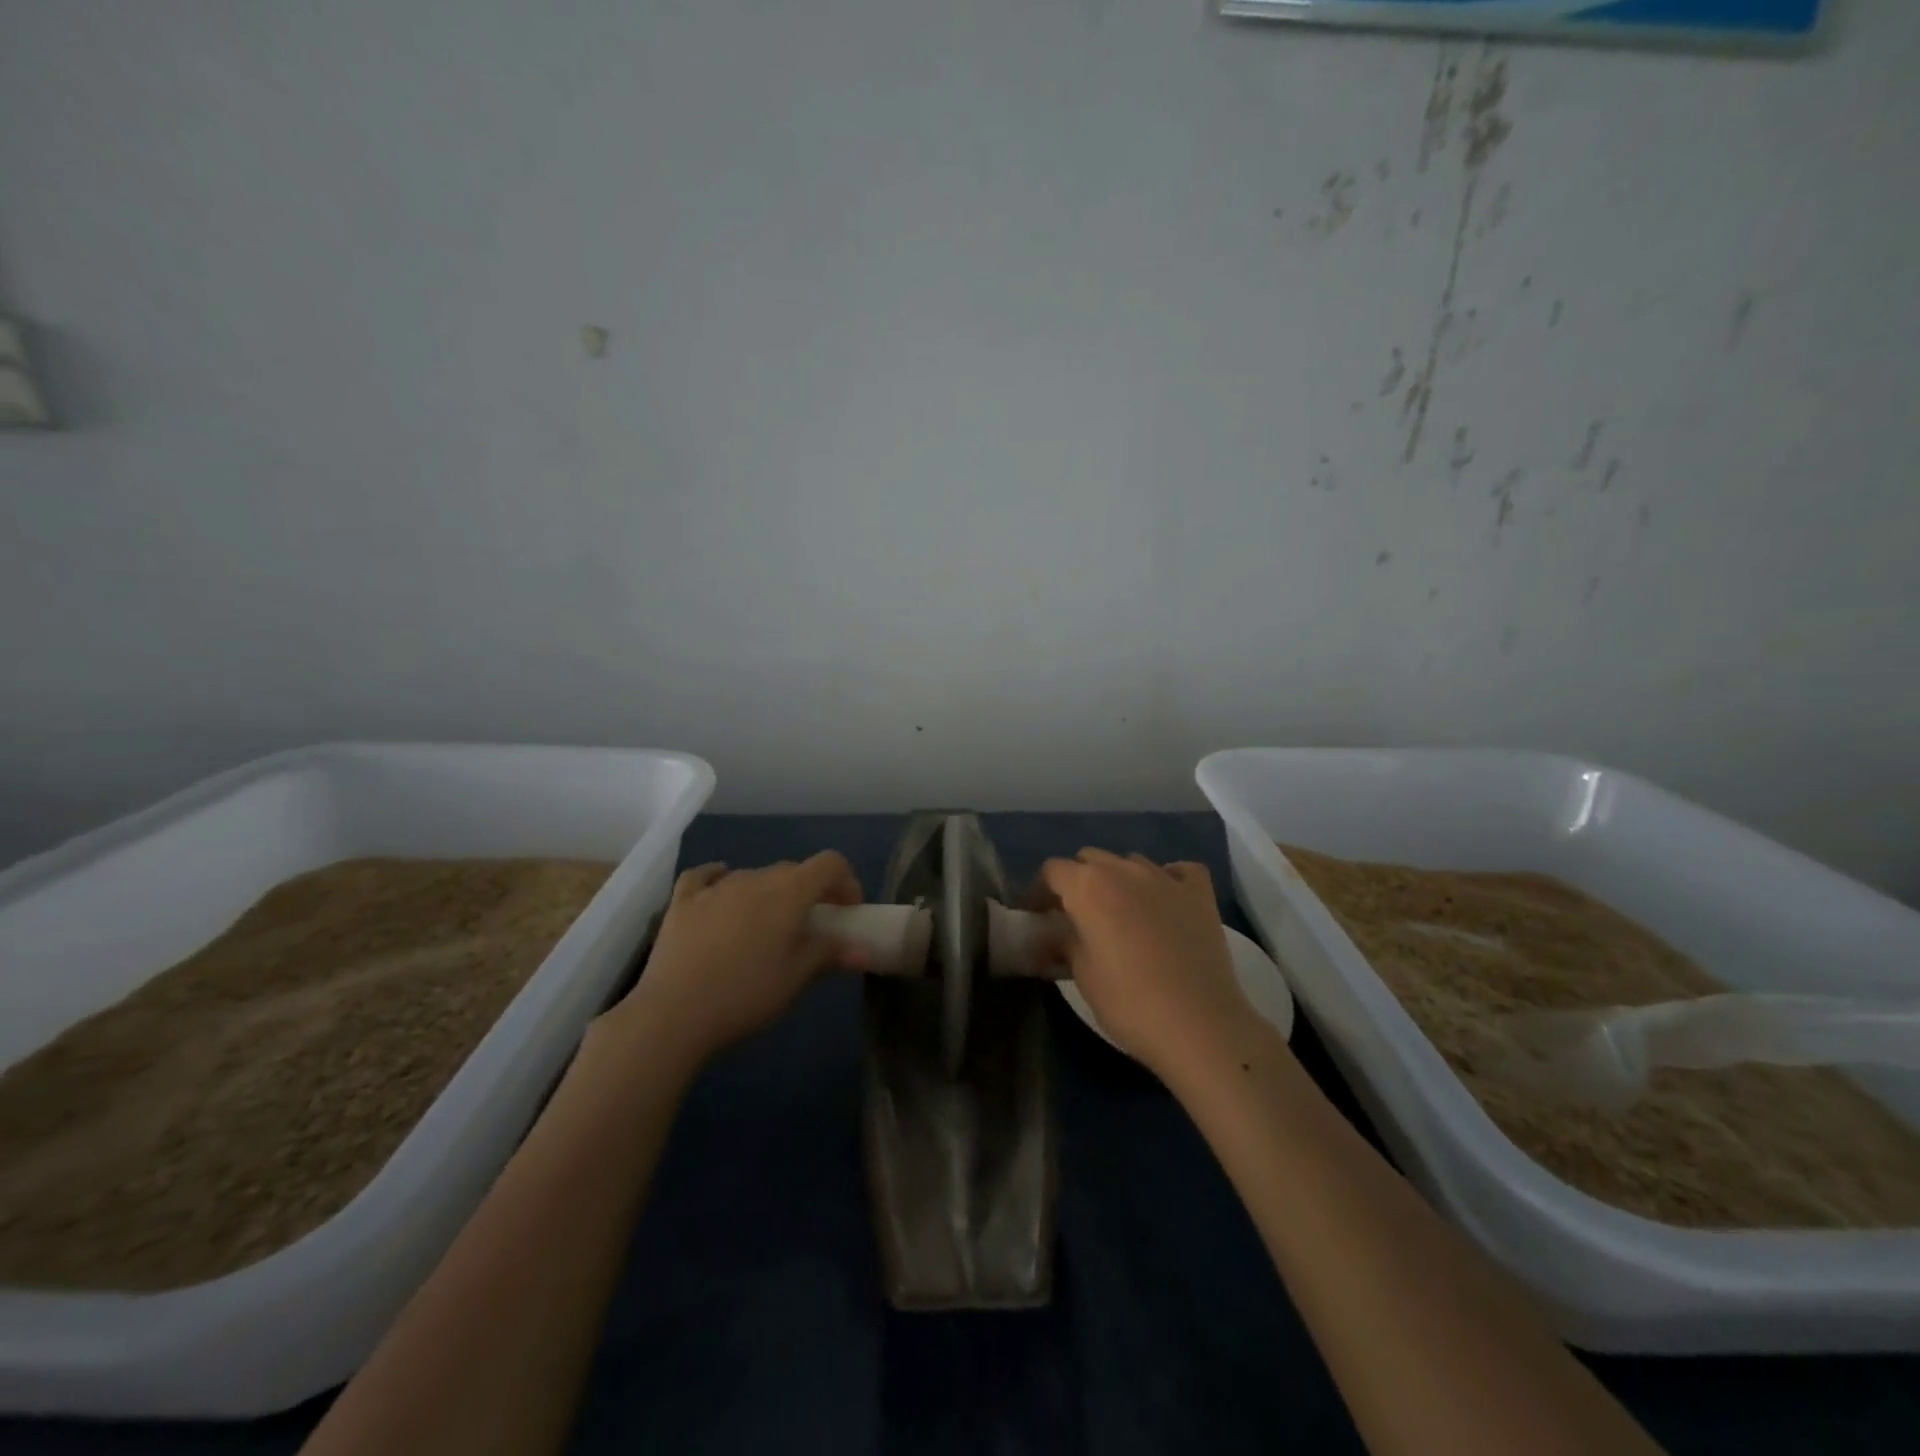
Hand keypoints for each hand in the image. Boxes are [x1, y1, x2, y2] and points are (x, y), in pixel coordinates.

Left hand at [605, 853, 863, 1066]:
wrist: (672, 1015)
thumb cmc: (744, 995)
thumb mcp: (795, 978)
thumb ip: (830, 954)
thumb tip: (864, 949)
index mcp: (788, 893)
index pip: (829, 864)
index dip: (845, 881)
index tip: (848, 910)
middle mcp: (754, 879)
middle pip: (793, 870)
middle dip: (810, 891)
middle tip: (812, 925)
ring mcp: (715, 888)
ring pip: (753, 875)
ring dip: (770, 891)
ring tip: (766, 926)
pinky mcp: (682, 902)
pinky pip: (705, 876)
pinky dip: (719, 878)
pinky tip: (721, 890)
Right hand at [1039, 850, 1254, 1080]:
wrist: (1199, 1024)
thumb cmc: (1129, 1002)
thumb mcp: (1082, 974)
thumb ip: (1063, 942)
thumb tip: (1050, 935)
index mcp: (1088, 886)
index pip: (1052, 870)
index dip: (1040, 891)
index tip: (1037, 915)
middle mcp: (1124, 870)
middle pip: (1090, 859)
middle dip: (1078, 880)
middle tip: (1076, 916)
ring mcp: (1165, 877)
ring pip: (1130, 862)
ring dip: (1118, 879)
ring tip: (1120, 912)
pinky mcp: (1199, 893)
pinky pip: (1177, 871)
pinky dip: (1166, 879)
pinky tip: (1164, 902)